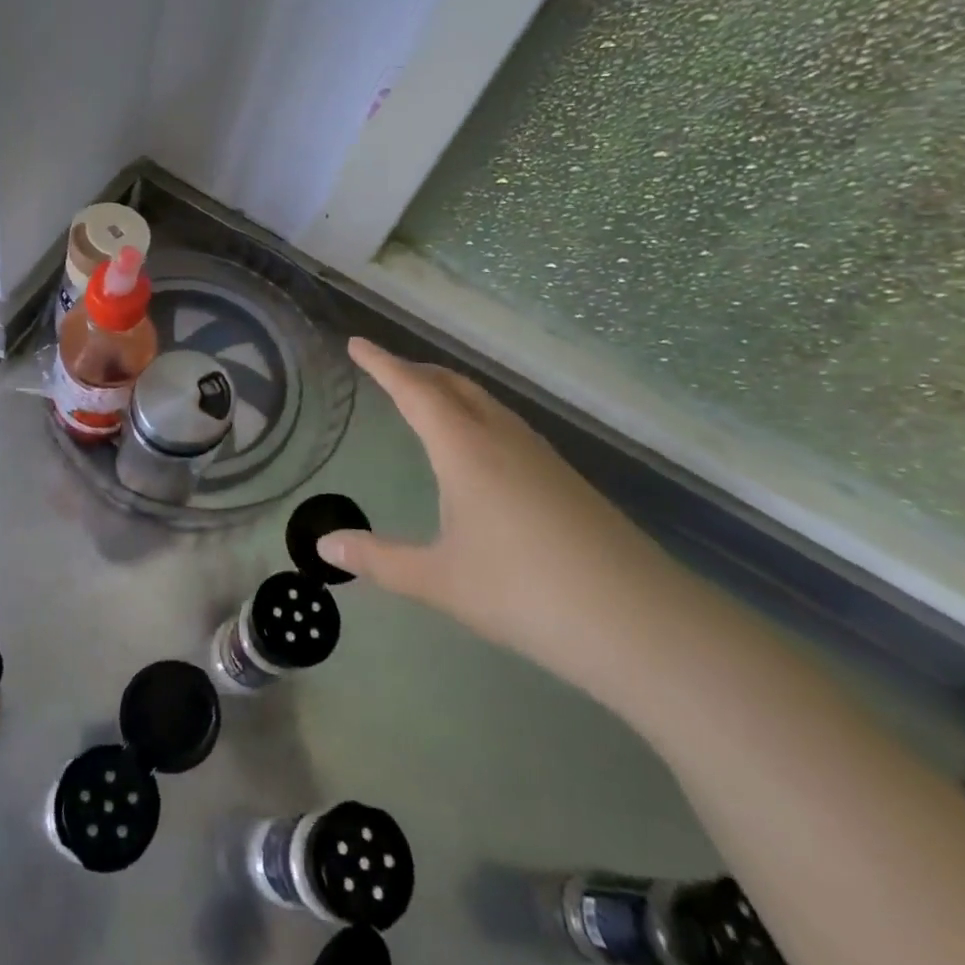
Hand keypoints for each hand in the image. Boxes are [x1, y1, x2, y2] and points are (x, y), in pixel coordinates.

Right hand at [318, 338, 683, 689]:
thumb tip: (324, 545)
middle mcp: (501, 437)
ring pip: (484, 401)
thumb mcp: (439, 580)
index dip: (382, 364)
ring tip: (426, 399)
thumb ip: (379, 560)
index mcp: (464, 449)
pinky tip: (479, 446)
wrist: (639, 621)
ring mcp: (539, 454)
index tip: (357, 343)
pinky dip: (476, 413)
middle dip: (415, 370)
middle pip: (452, 384)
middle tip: (386, 369)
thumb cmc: (525, 593)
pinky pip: (506, 423)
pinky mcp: (564, 476)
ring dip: (448, 390)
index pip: (413, 391)